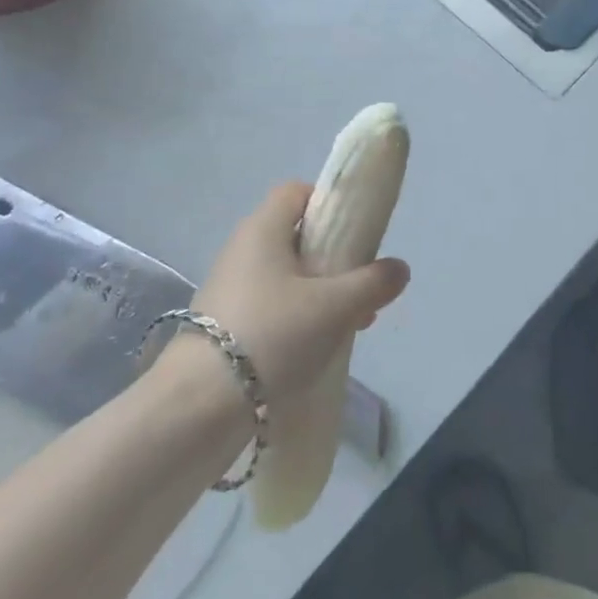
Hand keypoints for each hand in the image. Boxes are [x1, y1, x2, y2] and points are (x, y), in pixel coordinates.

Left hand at [176, 182, 409, 402]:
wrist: (197, 407)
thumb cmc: (272, 335)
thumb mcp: (336, 306)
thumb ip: (374, 282)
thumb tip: (399, 268)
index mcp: (263, 229)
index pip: (296, 191)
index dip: (328, 202)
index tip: (356, 230)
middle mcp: (241, 250)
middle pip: (296, 236)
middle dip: (335, 258)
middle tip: (361, 286)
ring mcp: (229, 289)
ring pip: (287, 276)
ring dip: (321, 293)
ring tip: (350, 325)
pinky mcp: (222, 326)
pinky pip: (271, 307)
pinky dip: (298, 318)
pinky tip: (318, 348)